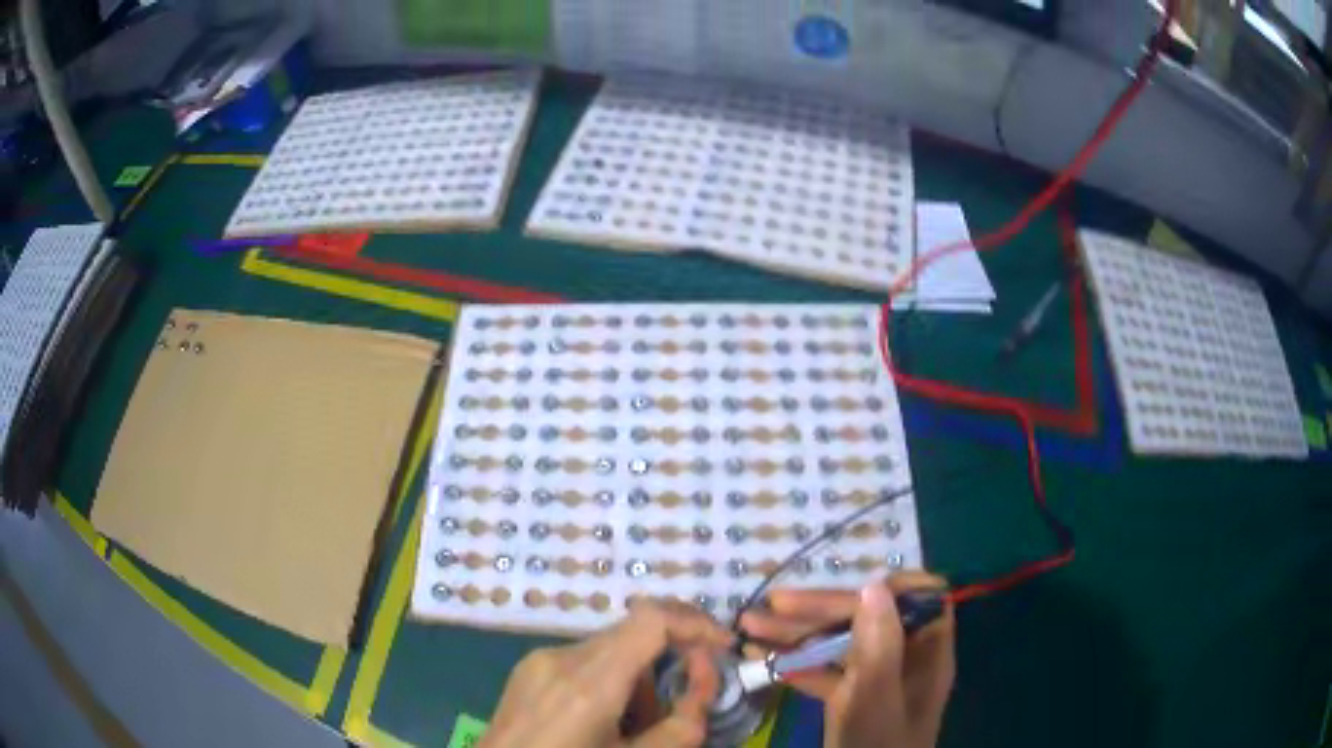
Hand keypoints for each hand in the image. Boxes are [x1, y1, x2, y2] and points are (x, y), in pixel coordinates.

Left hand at [482, 599, 733, 747]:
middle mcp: (561, 659)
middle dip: (669, 660)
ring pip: (610, 647)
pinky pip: (583, 659)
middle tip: (680, 704)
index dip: (694, 624)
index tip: (722, 647)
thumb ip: (682, 723)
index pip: (651, 619)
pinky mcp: (528, 668)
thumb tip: (705, 676)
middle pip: (634, 633)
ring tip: (632, 725)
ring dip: (637, 676)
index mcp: (589, 684)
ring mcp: (539, 660)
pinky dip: (609, 679)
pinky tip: (600, 719)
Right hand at [739, 572, 954, 747]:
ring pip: (841, 644)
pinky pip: (828, 671)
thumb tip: (874, 584)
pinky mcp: (853, 698)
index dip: (888, 587)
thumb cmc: (875, 746)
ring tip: (748, 628)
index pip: (918, 597)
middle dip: (818, 610)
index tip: (847, 587)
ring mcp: (878, 679)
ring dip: (797, 635)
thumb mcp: (873, 698)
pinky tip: (761, 660)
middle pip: (868, 618)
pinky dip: (797, 664)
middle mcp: (905, 658)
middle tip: (768, 606)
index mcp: (926, 651)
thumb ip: (878, 645)